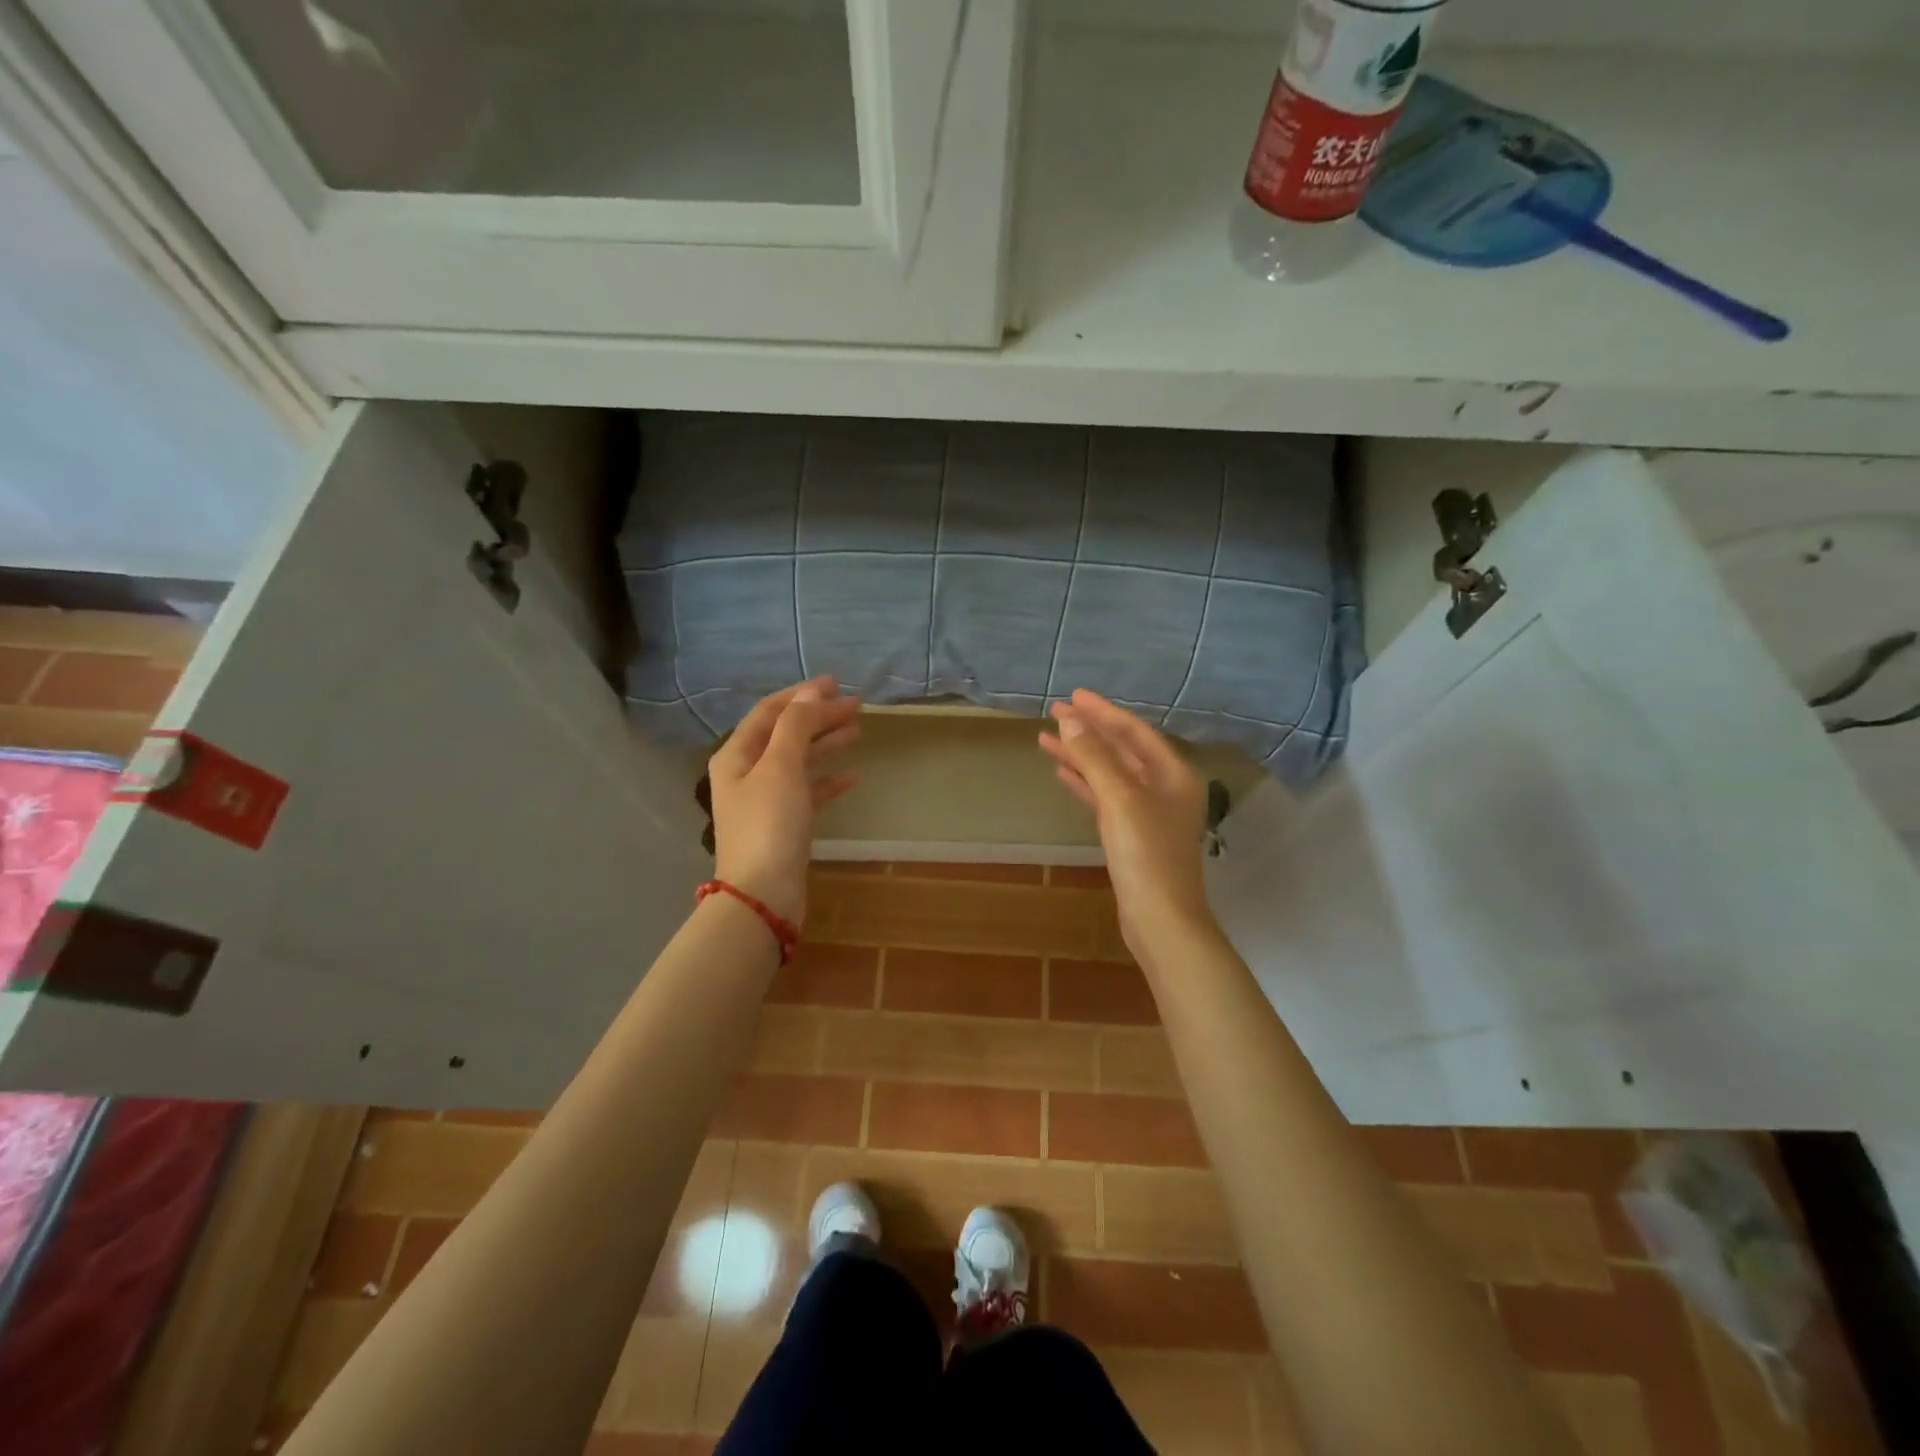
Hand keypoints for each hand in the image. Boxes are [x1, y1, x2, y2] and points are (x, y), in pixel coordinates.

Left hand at [708, 678, 860, 926]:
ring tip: (858, 731)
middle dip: (818, 717)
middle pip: (786, 734)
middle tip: (856, 706)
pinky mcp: (785, 825)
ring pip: (799, 761)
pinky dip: (829, 781)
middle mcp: (747, 773)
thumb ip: (796, 726)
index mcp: (737, 755)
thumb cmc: (769, 824)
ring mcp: (766, 800)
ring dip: (826, 744)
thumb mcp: (781, 766)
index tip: (836, 683)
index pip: (770, 712)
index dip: (801, 695)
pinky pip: (809, 792)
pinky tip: (854, 776)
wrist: (763, 895)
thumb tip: (811, 693)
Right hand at [1039, 690, 1211, 952]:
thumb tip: (1070, 722)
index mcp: (1172, 773)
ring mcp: (1149, 812)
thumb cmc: (1146, 855)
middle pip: (1122, 749)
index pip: (1134, 731)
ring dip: (1082, 756)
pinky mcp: (1132, 834)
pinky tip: (1062, 774)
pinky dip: (1085, 783)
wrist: (1161, 919)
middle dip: (1089, 731)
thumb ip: (1095, 758)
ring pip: (1110, 773)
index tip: (1073, 696)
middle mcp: (1165, 787)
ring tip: (1046, 740)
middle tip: (1054, 712)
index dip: (1103, 712)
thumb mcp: (1120, 799)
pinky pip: (1105, 797)